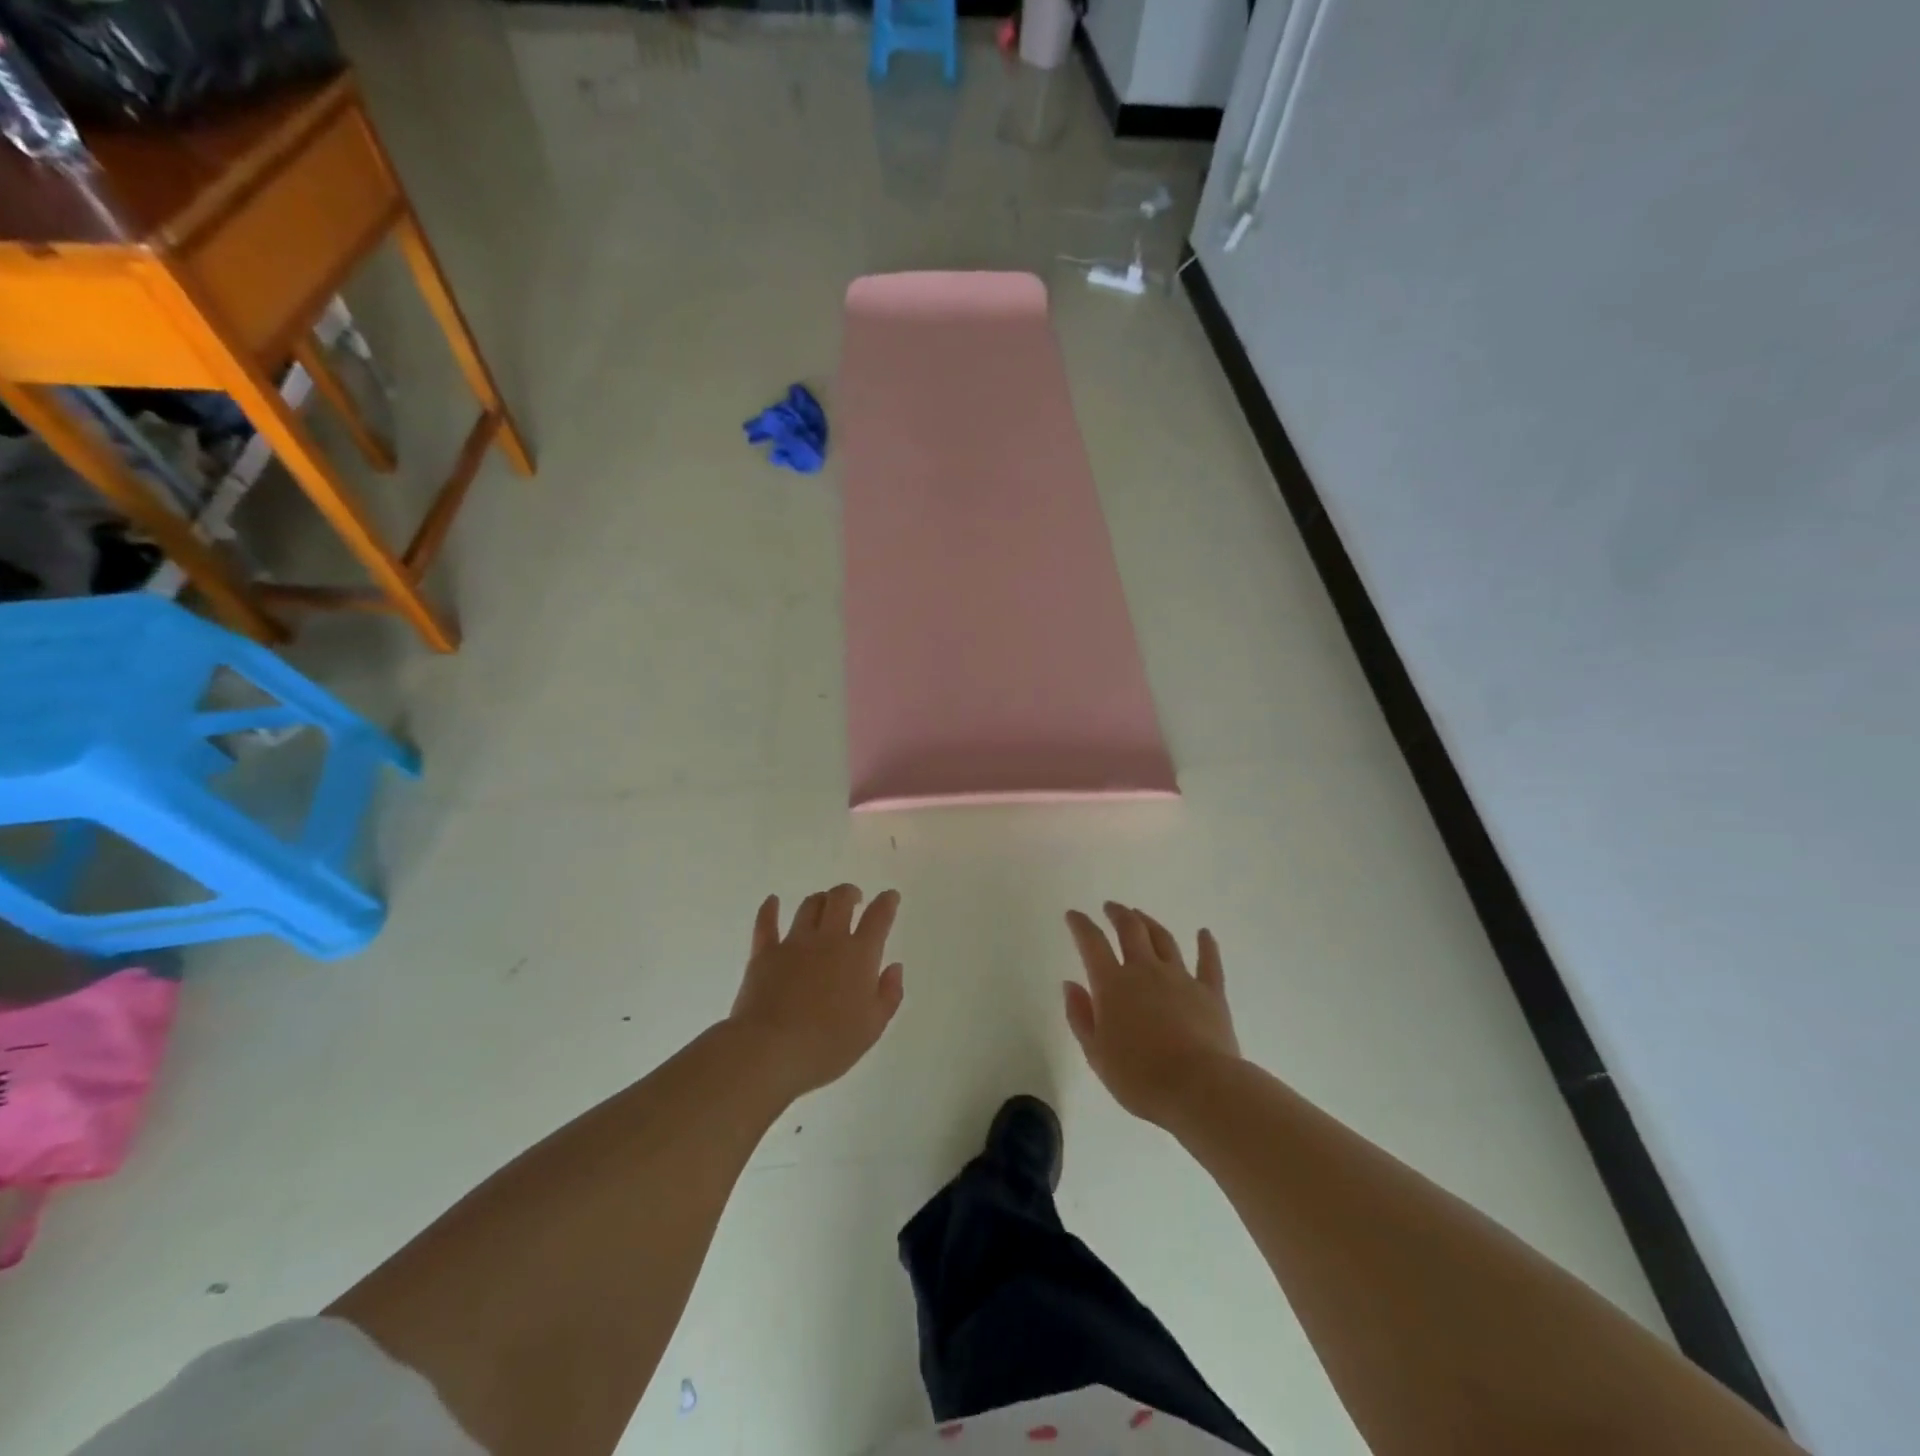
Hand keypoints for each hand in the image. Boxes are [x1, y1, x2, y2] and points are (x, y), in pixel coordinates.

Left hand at [728, 885, 904, 1100]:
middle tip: (855, 898)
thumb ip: (889, 994)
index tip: (890, 896)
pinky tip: (772, 901)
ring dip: (820, 900)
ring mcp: (794, 943)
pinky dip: (770, 909)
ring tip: (824, 904)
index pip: (878, 918)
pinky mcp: (764, 953)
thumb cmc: (828, 1045)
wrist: (770, 1050)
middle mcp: (828, 940)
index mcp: (859, 956)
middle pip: (840, 900)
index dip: (887, 902)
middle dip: (850, 893)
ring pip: (809, 906)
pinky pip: (766, 923)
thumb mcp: (872, 1028)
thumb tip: (894, 967)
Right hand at [1064, 902, 1240, 1125]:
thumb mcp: (1096, 1054)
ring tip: (1141, 915)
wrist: (1199, 1088)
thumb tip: (1071, 984)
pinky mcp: (1210, 993)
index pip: (1092, 943)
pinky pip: (1209, 962)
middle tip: (1111, 907)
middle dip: (1118, 914)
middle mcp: (1145, 971)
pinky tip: (1204, 933)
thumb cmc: (1139, 1077)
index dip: (1081, 925)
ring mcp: (1181, 978)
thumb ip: (1080, 1016)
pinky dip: (1206, 945)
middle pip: (1130, 930)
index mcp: (1113, 984)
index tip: (1073, 914)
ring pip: (1163, 939)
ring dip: (1149, 923)